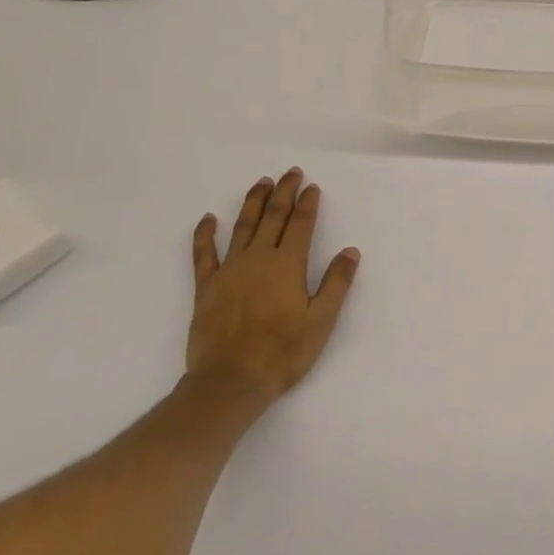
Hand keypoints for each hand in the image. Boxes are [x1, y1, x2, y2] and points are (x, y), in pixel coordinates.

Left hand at [186, 168, 359, 409]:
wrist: (231, 381)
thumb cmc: (283, 352)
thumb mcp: (321, 321)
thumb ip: (336, 283)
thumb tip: (350, 251)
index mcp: (288, 265)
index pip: (301, 225)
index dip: (308, 203)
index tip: (312, 186)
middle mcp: (258, 258)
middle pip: (273, 217)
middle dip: (283, 193)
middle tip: (290, 173)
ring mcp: (229, 270)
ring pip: (242, 226)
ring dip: (253, 202)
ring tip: (261, 183)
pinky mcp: (207, 286)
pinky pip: (203, 253)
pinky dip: (205, 234)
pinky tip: (208, 218)